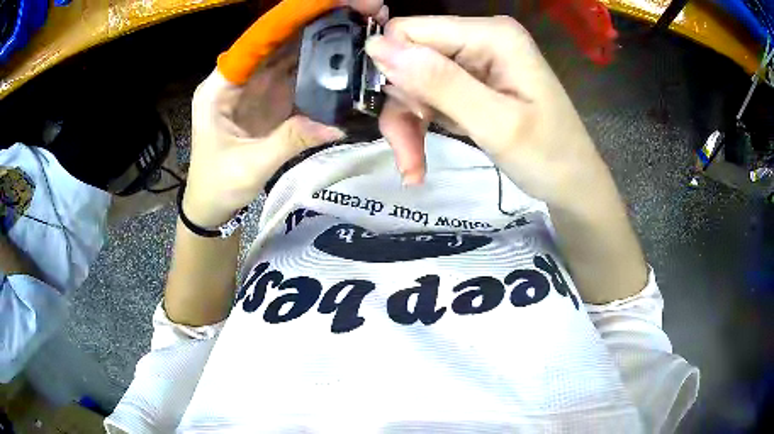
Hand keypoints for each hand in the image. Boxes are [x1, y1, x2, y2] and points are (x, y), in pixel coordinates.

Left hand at [183, 0, 388, 227]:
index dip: (288, 21)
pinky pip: (294, 77)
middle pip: (275, 43)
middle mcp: (237, 80)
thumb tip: (337, 126)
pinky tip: (340, 57)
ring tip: (352, 28)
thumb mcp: (250, 166)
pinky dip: (316, 67)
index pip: (255, 43)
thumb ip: (290, 141)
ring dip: (318, 41)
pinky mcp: (268, 102)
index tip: (324, 6)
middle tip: (352, 13)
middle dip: (311, 25)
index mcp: (219, 88)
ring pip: (287, 57)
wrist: (211, 207)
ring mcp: (254, 89)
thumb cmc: (218, 186)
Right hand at [366, 16, 607, 207]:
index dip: (393, 68)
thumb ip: (440, 82)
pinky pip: (429, 96)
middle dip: (404, 106)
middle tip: (408, 154)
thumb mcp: (497, 124)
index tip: (408, 113)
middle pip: (409, 58)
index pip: (411, 30)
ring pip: (413, 81)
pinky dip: (420, 127)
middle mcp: (479, 38)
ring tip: (414, 167)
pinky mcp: (471, 82)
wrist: (572, 185)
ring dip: (408, 124)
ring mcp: (475, 60)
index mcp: (491, 35)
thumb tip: (376, 47)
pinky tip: (420, 159)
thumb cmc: (549, 158)